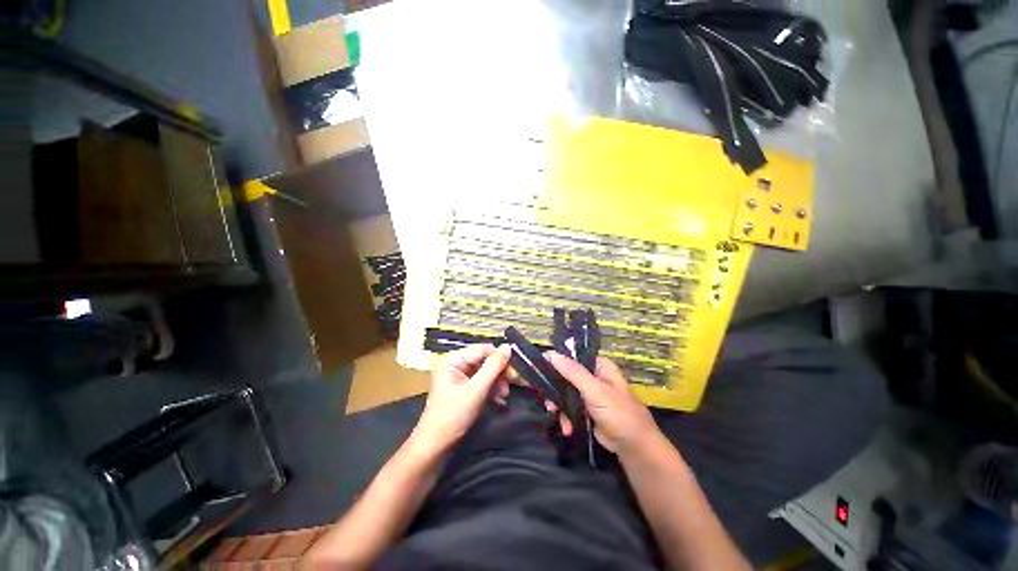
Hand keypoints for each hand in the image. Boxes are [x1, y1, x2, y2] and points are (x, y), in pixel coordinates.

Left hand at [412, 344, 511, 452]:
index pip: (482, 350)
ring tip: (505, 395)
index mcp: (454, 360)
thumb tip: (508, 347)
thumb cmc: (453, 415)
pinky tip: (499, 399)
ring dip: (497, 382)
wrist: (435, 445)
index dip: (499, 357)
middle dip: (499, 372)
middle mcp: (456, 365)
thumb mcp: (476, 389)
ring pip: (485, 372)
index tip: (514, 370)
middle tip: (513, 383)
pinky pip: (481, 382)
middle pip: (484, 360)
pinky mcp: (463, 389)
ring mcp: (459, 377)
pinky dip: (491, 389)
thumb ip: (493, 367)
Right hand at [546, 353, 660, 455]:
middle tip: (546, 398)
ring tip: (554, 415)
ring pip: (566, 393)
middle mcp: (594, 376)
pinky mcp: (587, 410)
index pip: (573, 357)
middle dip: (556, 390)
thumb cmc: (618, 413)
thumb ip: (573, 372)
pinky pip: (570, 408)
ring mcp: (590, 394)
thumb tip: (551, 354)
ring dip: (559, 406)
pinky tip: (567, 428)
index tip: (540, 370)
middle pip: (566, 376)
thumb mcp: (595, 390)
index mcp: (599, 366)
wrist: (634, 447)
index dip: (556, 362)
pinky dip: (567, 417)